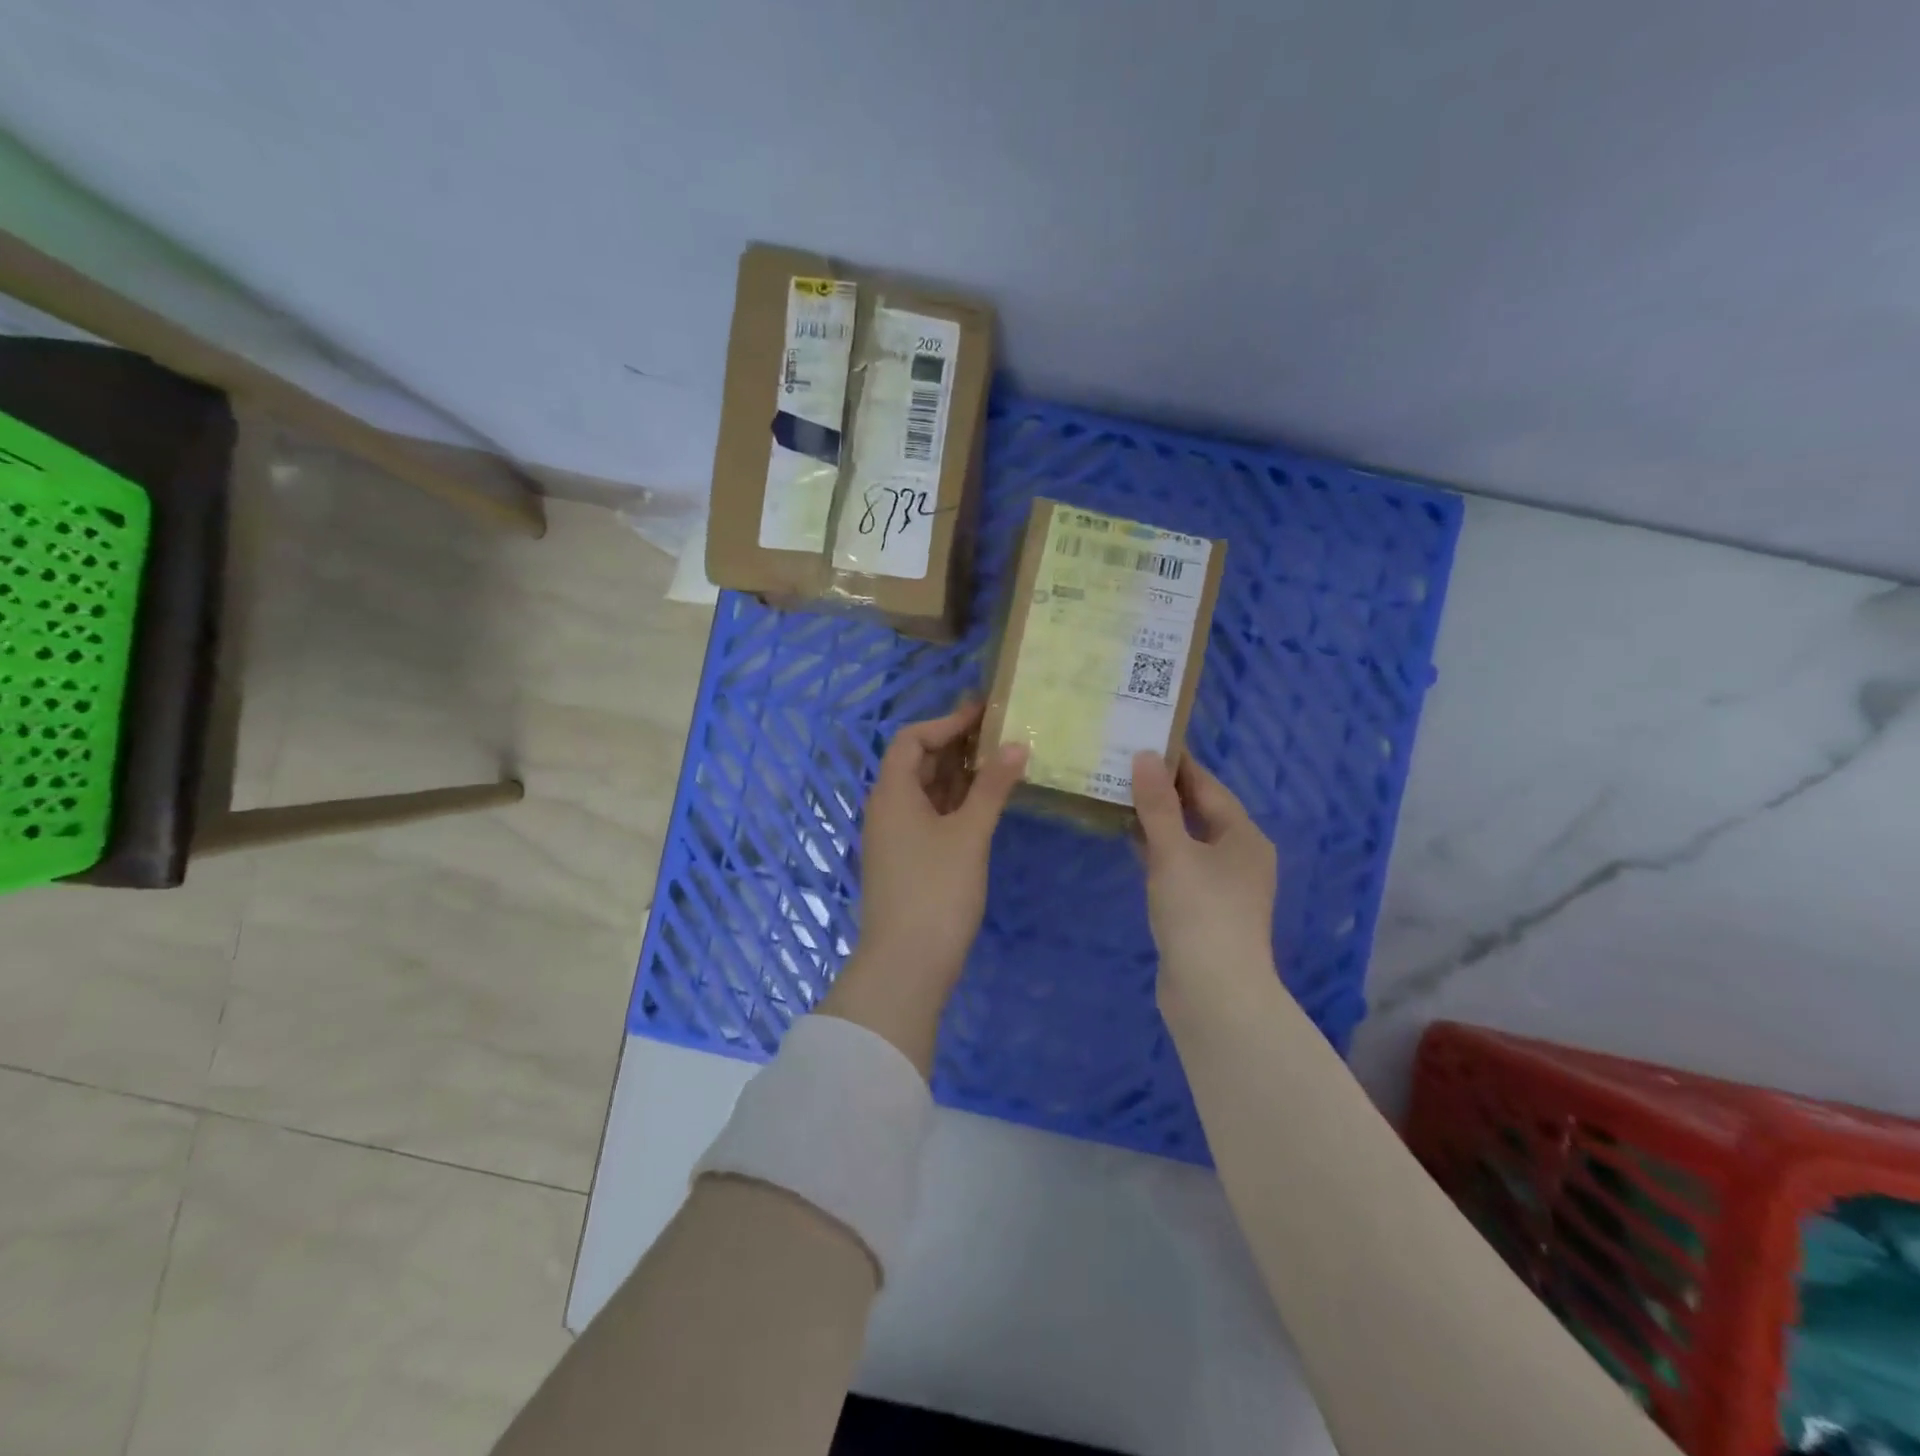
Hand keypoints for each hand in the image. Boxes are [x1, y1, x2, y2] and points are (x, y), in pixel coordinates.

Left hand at [823, 702, 1027, 1074]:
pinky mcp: (907, 860)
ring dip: (959, 774)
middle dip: (956, 745)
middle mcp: (887, 809)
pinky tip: (986, 803)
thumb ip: (992, 787)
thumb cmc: (936, 891)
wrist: (906, 964)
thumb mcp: (969, 834)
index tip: (984, 714)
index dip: (946, 722)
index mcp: (892, 793)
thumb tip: (1016, 745)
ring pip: (926, 792)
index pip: (911, 740)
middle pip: (918, 763)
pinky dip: (956, 803)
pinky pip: (931, 816)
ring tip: (1000, 761)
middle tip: (1000, 734)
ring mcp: (896, 837)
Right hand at [1132, 750, 1278, 1006]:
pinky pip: (1180, 865)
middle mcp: (1240, 856)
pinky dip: (1158, 850)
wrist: (1214, 994)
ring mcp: (1224, 885)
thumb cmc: (1199, 913)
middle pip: (1200, 811)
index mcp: (1243, 836)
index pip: (1208, 786)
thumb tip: (1145, 756)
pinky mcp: (1205, 909)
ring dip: (1159, 820)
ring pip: (1188, 839)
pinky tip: (1131, 842)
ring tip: (1120, 795)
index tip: (1144, 740)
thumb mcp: (1173, 852)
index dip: (1177, 763)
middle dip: (1164, 791)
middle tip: (1123, 764)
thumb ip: (1157, 805)